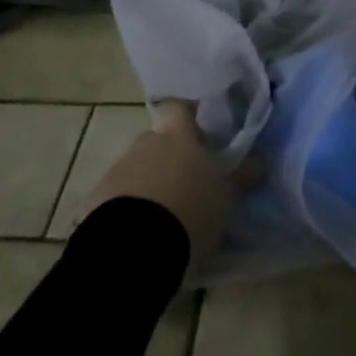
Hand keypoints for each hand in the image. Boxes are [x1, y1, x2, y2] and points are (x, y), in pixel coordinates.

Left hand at [80, 101, 255, 267]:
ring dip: (148, 183)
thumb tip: (260, 159)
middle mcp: (145, 143)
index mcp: (177, 136)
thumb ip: (240, 175)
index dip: (188, 115)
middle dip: (169, 156)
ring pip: (137, 168)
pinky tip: (138, 232)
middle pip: (158, 140)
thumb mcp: (225, 196)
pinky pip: (116, 197)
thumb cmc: (190, 210)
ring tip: (163, 214)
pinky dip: (127, 207)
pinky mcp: (95, 200)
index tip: (199, 130)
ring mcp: (117, 169)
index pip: (179, 108)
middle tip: (185, 182)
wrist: (134, 247)